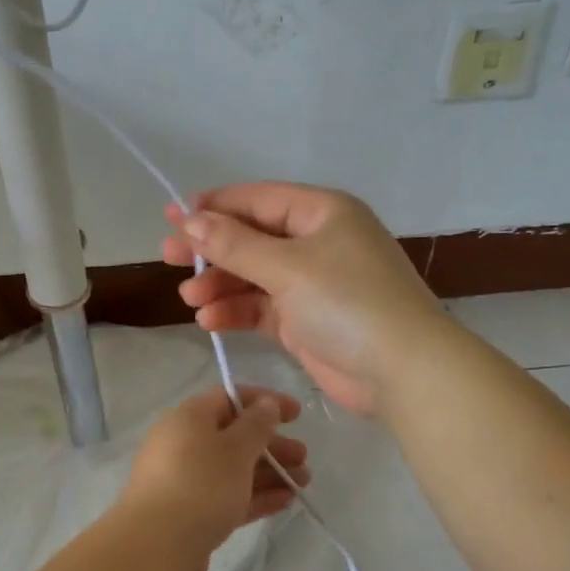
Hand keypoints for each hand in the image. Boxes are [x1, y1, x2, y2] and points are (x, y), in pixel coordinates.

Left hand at [119, 387, 308, 570]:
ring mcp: (185, 481)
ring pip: (233, 469)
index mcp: (187, 419)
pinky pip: (227, 496)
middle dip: (271, 444)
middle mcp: (182, 445)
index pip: (228, 398)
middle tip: (303, 457)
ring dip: (269, 472)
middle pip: (233, 436)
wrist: (157, 549)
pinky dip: (255, 495)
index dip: (264, 402)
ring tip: (303, 483)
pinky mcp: (190, 514)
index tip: (296, 414)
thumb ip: (256, 425)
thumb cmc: (200, 486)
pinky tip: (285, 502)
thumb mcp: (235, 449)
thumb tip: (266, 403)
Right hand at [162, 183, 447, 415]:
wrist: (402, 371)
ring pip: (254, 276)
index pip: (258, 200)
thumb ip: (234, 244)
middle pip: (252, 238)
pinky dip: (236, 312)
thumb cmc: (348, 302)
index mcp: (322, 213)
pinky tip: (209, 321)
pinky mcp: (306, 322)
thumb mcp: (288, 267)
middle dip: (211, 250)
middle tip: (168, 258)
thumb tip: (189, 219)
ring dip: (221, 285)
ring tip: (190, 299)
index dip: (213, 207)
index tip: (171, 216)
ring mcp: (313, 284)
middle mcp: (318, 243)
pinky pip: (262, 308)